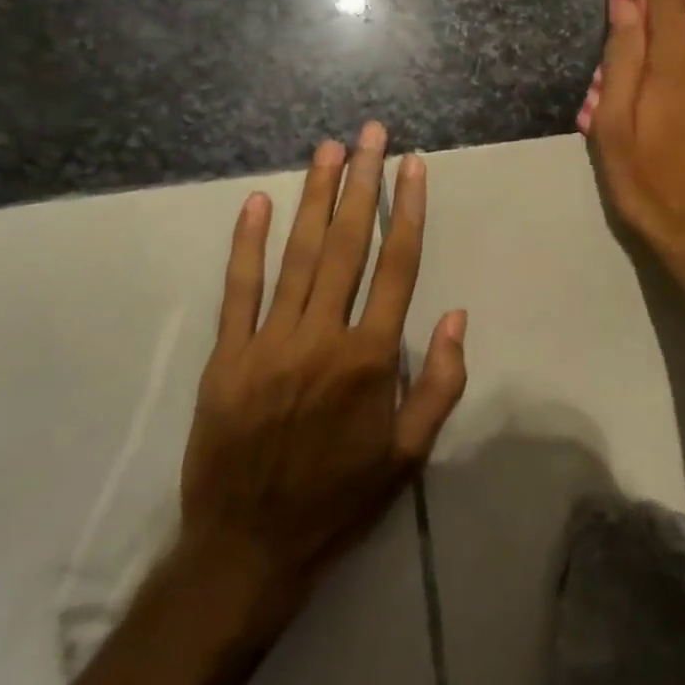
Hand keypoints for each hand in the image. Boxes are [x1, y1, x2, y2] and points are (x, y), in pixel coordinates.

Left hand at [179, 122, 467, 624]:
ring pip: (297, 255)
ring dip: (314, 198)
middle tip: (370, 135)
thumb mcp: (410, 454)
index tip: (413, 166)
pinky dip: (246, 243)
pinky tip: (257, 202)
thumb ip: (439, 382)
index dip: (407, 211)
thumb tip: (457, 316)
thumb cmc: (340, 498)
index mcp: (370, 358)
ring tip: (328, 150)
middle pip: (346, 245)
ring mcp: (269, 342)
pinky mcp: (228, 355)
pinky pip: (238, 289)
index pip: (396, 266)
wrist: (247, 549)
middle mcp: (322, 336)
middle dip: (361, 183)